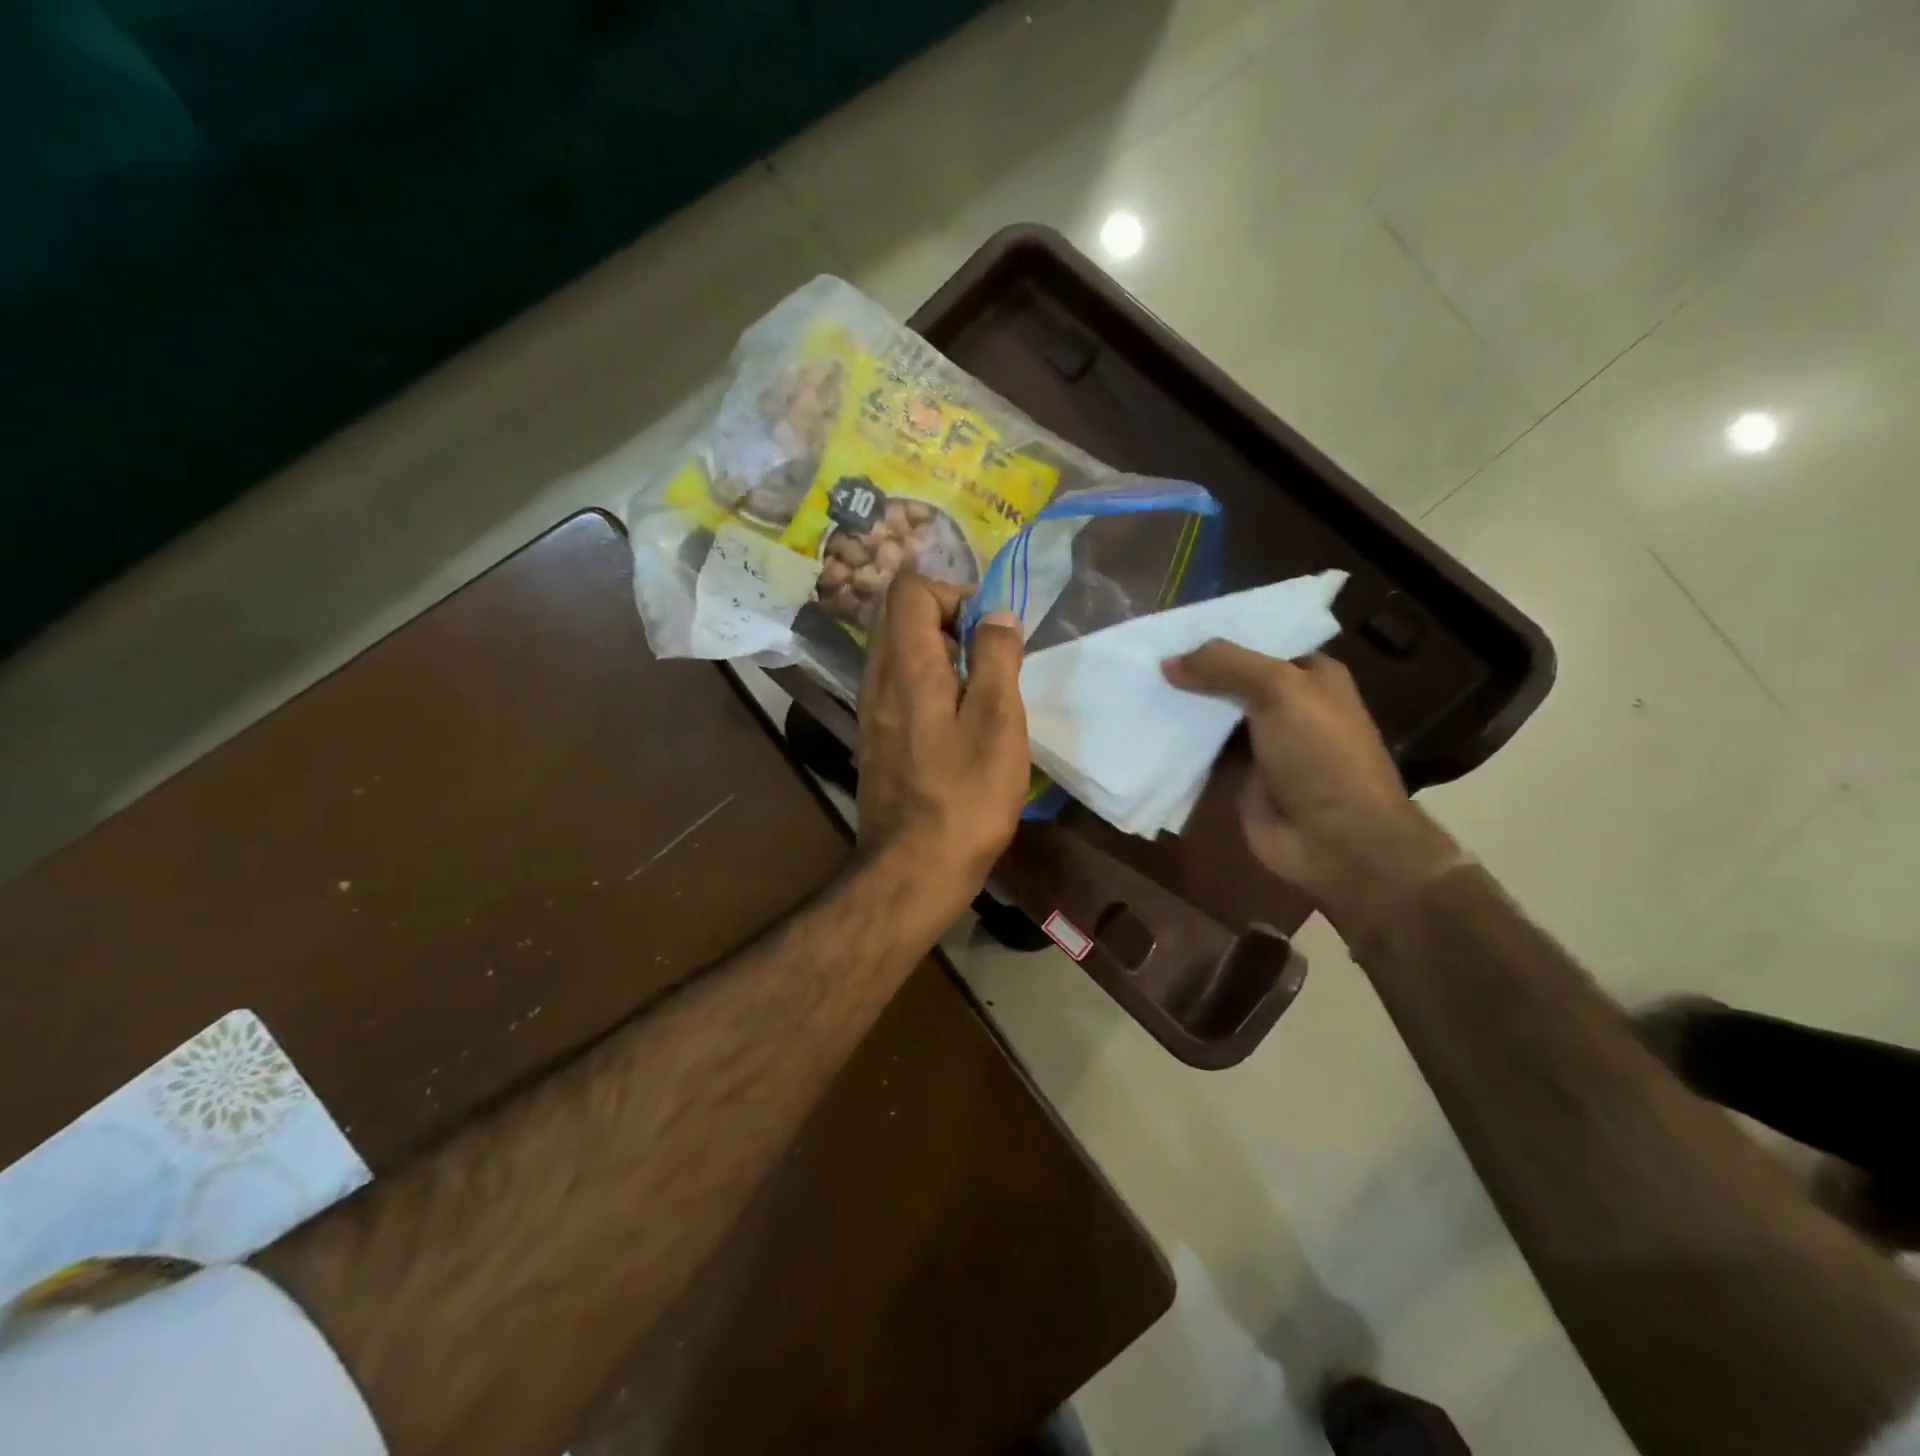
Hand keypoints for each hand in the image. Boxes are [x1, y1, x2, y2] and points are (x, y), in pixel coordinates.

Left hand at [856, 573, 1029, 903]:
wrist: (914, 869)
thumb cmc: (965, 797)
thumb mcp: (997, 722)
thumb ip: (996, 659)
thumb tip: (996, 615)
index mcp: (905, 665)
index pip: (909, 588)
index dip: (953, 594)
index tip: (987, 633)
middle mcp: (876, 677)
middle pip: (896, 613)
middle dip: (945, 617)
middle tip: (984, 656)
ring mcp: (870, 708)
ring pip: (895, 648)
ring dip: (937, 651)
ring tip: (976, 688)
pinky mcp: (875, 735)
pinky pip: (895, 682)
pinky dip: (925, 679)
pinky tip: (957, 719)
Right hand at [1161, 644, 1463, 937]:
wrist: (1336, 839)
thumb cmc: (1320, 754)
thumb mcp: (1279, 691)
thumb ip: (1225, 666)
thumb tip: (1167, 663)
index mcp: (1310, 675)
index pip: (1258, 641)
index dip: (1217, 634)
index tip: (1168, 628)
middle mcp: (1286, 704)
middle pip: (1230, 678)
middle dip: (1191, 669)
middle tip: (1140, 656)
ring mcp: (1261, 742)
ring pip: (1212, 715)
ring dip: (1180, 705)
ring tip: (1132, 685)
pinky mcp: (1238, 776)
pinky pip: (1201, 751)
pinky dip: (1176, 742)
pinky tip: (1141, 727)